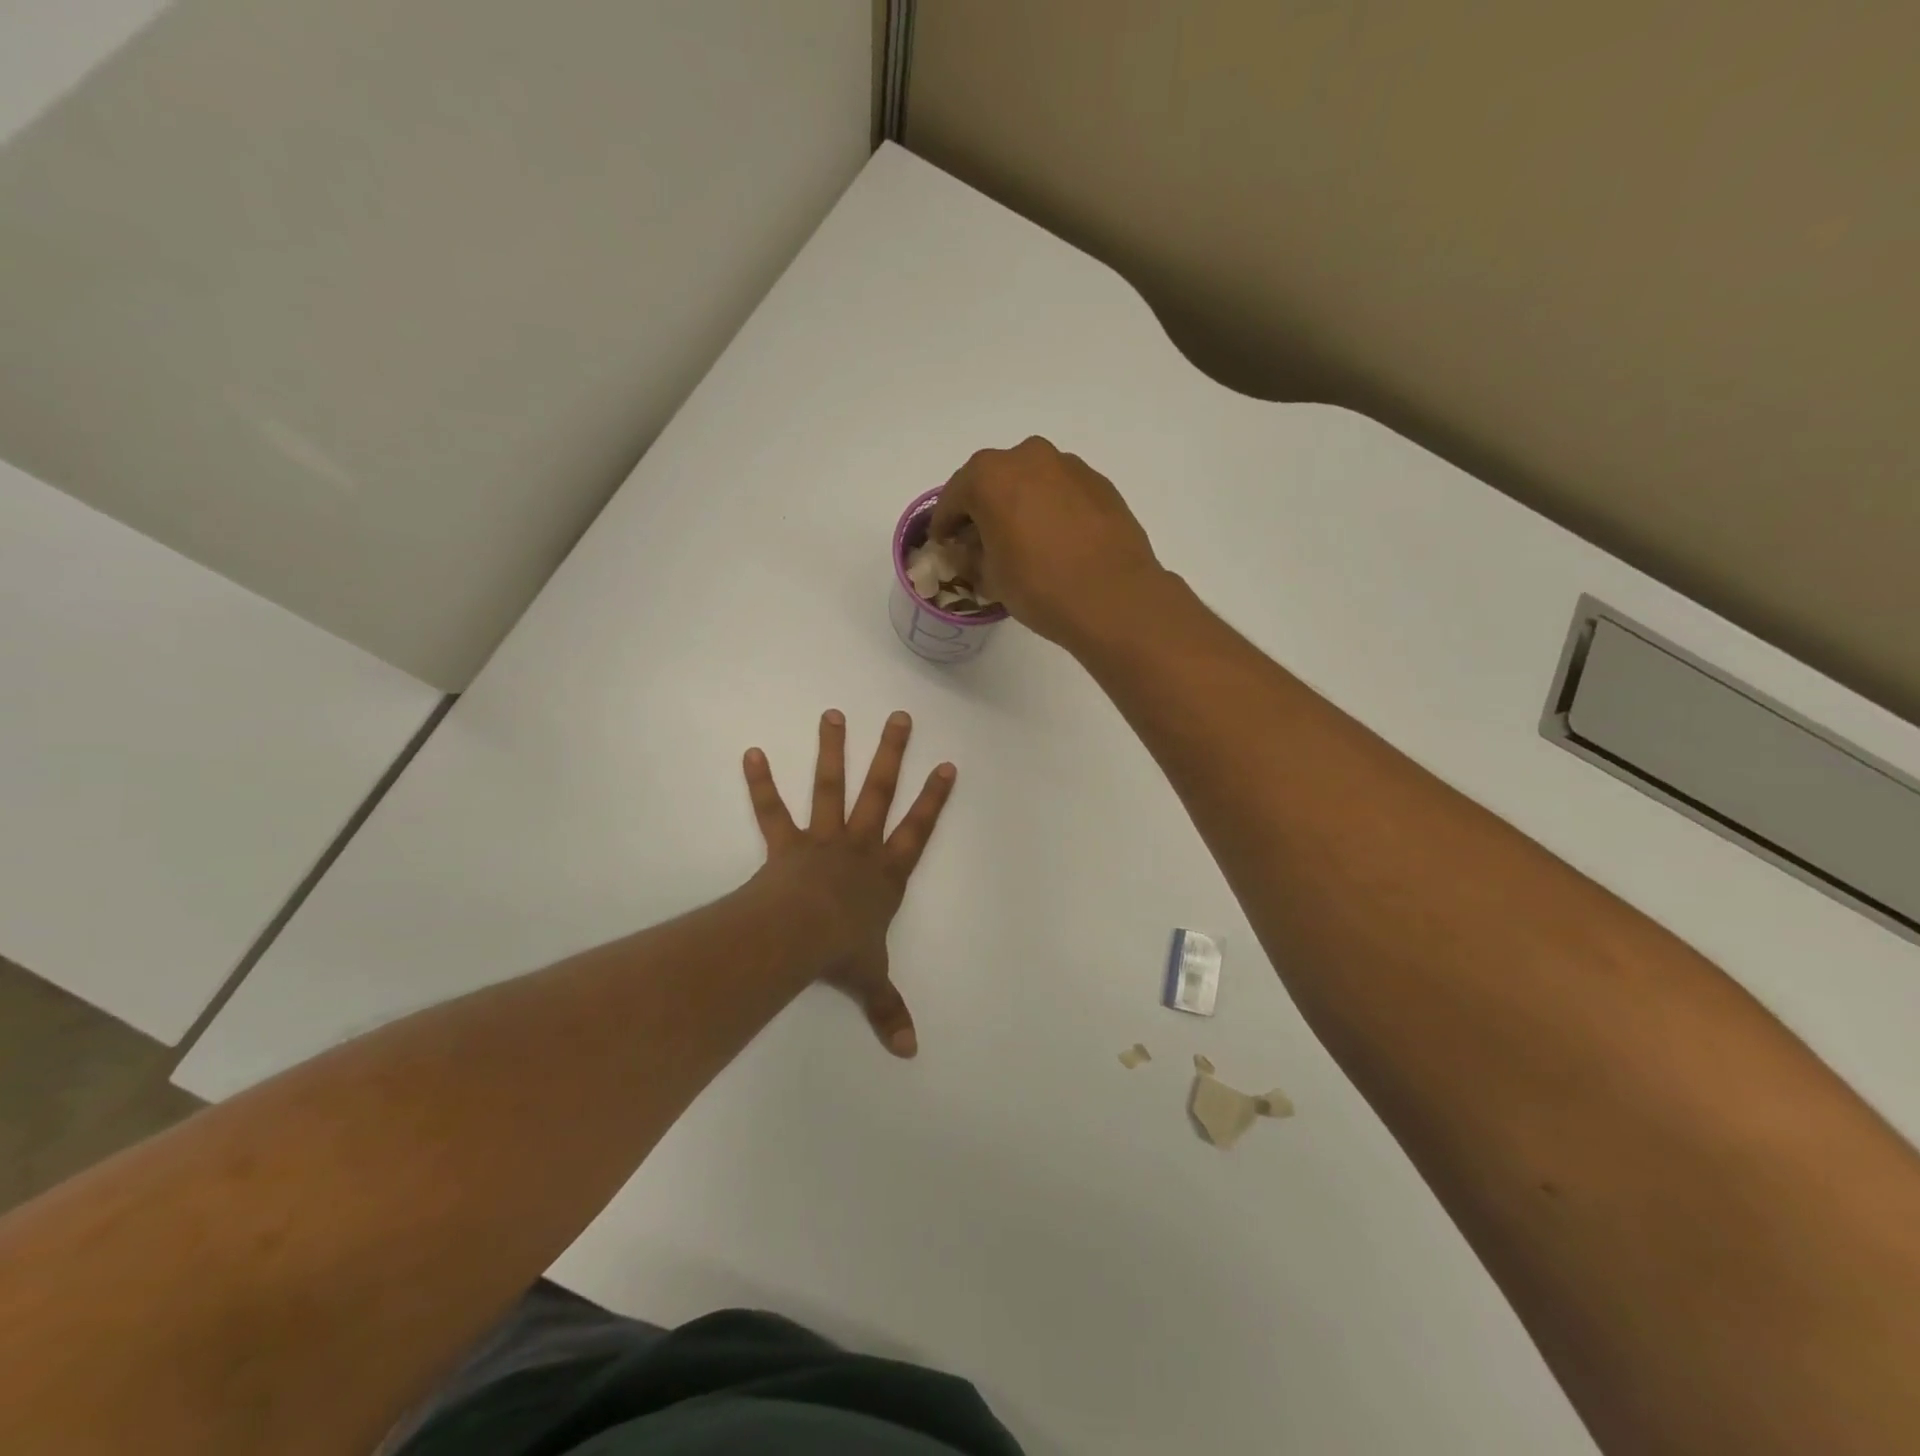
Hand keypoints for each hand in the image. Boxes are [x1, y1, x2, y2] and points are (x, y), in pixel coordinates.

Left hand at [742, 710, 955, 1057]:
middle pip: (880, 792)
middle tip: (899, 717)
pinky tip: (751, 753)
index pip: (918, 830)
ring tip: (832, 714)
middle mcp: (859, 847)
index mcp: (885, 874)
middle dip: (891, 754)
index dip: (934, 799)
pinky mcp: (785, 844)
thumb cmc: (842, 952)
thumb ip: (889, 1010)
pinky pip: (772, 811)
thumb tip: (909, 1052)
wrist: (800, 937)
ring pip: (830, 788)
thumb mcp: (872, 980)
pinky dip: (761, 783)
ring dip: (833, 751)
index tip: (947, 765)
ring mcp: (822, 840)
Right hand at [930, 436, 1166, 647]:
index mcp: (990, 476)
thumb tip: (974, 551)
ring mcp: (1069, 466)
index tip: (944, 544)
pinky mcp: (1099, 483)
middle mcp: (1028, 457)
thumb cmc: (1040, 586)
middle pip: (993, 480)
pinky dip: (1051, 509)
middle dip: (983, 508)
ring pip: (1031, 481)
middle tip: (982, 540)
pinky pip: (1061, 492)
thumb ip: (974, 556)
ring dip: (1020, 504)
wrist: (1114, 597)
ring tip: (1022, 541)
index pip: (954, 497)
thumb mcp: (991, 578)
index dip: (945, 524)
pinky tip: (1056, 541)